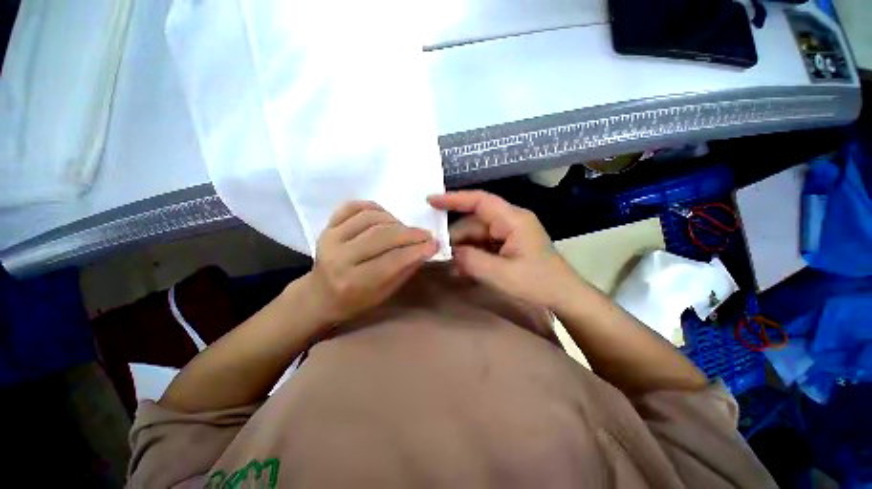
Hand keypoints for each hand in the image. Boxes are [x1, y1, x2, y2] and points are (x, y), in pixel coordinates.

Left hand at [304, 201, 438, 323]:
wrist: (319, 295)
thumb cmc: (355, 301)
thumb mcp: (384, 294)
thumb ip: (405, 270)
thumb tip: (427, 249)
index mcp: (353, 282)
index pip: (392, 260)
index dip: (417, 250)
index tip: (434, 244)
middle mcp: (338, 258)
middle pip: (382, 235)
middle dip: (410, 233)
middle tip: (425, 235)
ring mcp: (329, 238)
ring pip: (371, 218)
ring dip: (395, 221)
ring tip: (404, 230)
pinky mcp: (326, 226)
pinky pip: (353, 206)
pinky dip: (374, 207)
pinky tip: (385, 217)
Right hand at [428, 191, 580, 308]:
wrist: (564, 297)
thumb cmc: (538, 283)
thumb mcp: (501, 274)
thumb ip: (471, 261)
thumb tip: (451, 252)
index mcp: (513, 220)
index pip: (480, 201)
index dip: (454, 199)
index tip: (431, 201)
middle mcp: (510, 221)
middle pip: (475, 222)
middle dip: (457, 238)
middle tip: (440, 254)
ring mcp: (509, 233)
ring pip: (477, 235)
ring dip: (464, 250)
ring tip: (452, 267)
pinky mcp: (508, 244)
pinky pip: (484, 245)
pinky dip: (473, 255)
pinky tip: (464, 270)